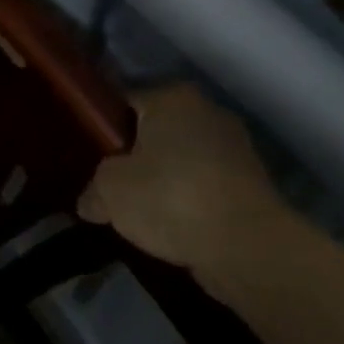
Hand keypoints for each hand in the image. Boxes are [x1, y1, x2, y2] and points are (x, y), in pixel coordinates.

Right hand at [77, 83, 296, 277]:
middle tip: (111, 183)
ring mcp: (236, 149)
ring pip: (183, 160)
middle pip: (156, 131)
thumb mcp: (111, 191)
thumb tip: (90, 202)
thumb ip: (95, 190)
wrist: (247, 247)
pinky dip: (190, 201)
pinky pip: (206, 186)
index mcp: (172, 97)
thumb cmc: (170, 197)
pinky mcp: (253, 186)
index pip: (125, 102)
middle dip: (136, 154)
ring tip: (140, 210)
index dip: (103, 127)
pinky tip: (172, 225)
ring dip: (165, 180)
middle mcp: (208, 112)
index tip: (90, 155)